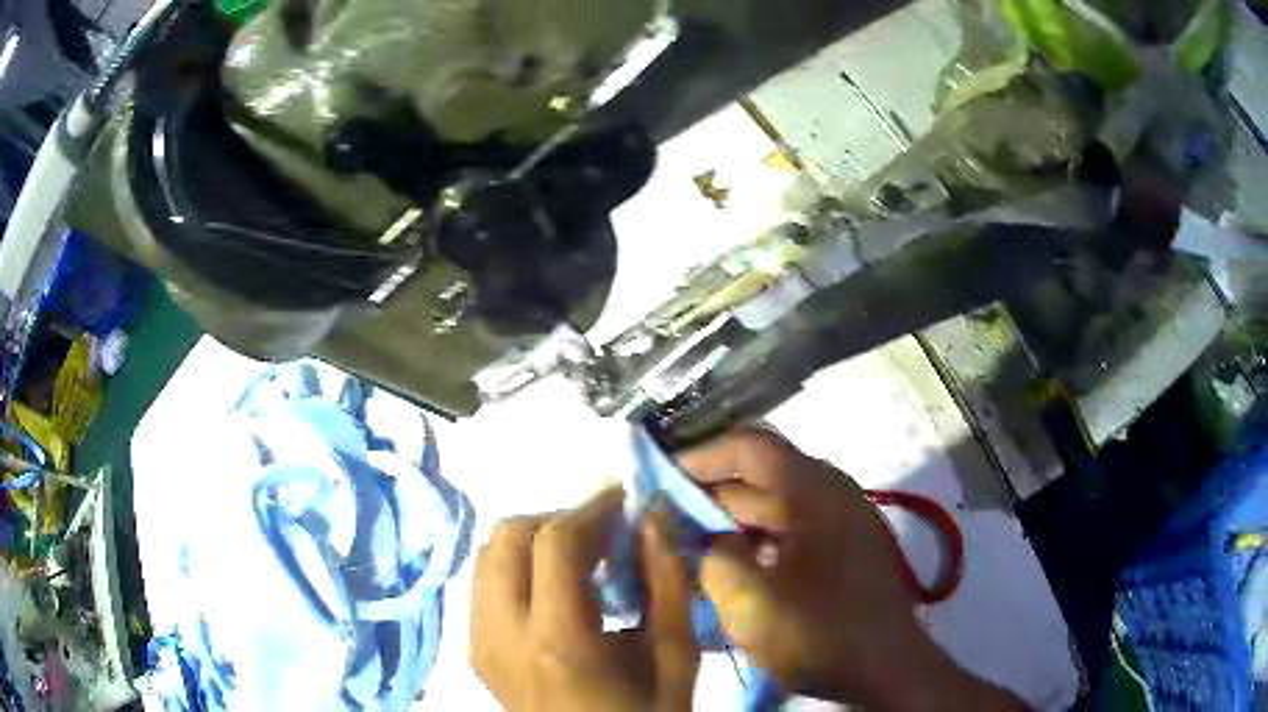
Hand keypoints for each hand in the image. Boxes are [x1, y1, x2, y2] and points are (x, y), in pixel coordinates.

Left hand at [470, 489, 698, 711]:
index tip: (624, 499)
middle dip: (556, 518)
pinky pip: (485, 584)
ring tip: (582, 558)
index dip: (591, 507)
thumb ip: (667, 584)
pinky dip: (518, 568)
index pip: (553, 541)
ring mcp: (479, 641)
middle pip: (505, 536)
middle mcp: (501, 633)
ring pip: (488, 555)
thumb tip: (654, 518)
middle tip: (603, 532)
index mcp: (557, 640)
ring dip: (534, 541)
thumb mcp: (674, 657)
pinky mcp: (474, 649)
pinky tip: (557, 589)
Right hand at [680, 429, 1022, 710]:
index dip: (701, 457)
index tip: (659, 480)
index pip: (749, 447)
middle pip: (758, 478)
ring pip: (772, 509)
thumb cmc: (821, 635)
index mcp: (814, 491)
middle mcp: (830, 495)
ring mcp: (840, 523)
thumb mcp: (751, 602)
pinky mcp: (842, 551)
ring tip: (688, 549)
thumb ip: (710, 557)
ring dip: (730, 525)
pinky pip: (789, 534)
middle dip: (708, 498)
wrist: (888, 672)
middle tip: (663, 522)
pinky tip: (729, 573)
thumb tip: (687, 529)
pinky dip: (755, 546)